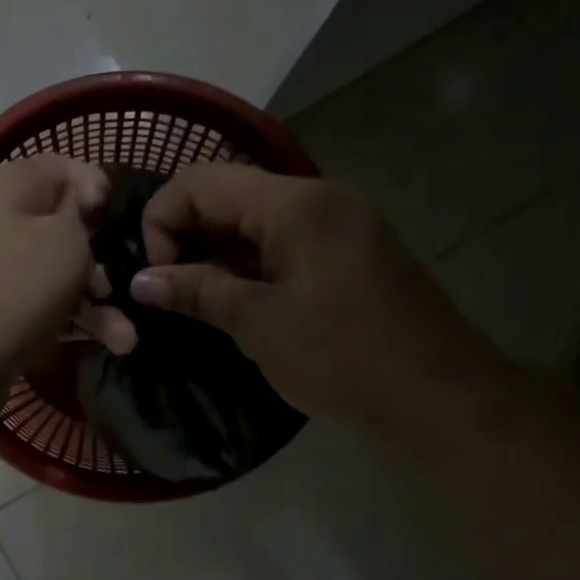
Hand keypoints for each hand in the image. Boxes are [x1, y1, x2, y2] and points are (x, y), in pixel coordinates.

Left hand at [0, 155, 130, 414]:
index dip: (98, 187)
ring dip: (96, 302)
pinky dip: (70, 319)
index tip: (121, 220)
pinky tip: (106, 345)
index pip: (62, 166)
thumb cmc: (16, 289)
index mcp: (8, 186)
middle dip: (103, 258)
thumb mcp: (67, 241)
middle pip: (62, 225)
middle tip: (125, 285)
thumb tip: (80, 207)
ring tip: (126, 338)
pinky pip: (39, 302)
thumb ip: (83, 215)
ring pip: (55, 272)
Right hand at [130, 163, 513, 433]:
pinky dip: (246, 262)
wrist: (438, 396)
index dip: (162, 223)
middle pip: (226, 193)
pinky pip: (280, 239)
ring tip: (194, 300)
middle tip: (168, 291)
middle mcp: (317, 196)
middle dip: (184, 236)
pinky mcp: (346, 248)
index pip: (199, 183)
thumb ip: (196, 291)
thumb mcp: (258, 324)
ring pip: (251, 218)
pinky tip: (233, 300)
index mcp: (295, 204)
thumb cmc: (342, 357)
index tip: (156, 278)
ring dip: (213, 252)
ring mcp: (337, 220)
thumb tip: (140, 281)